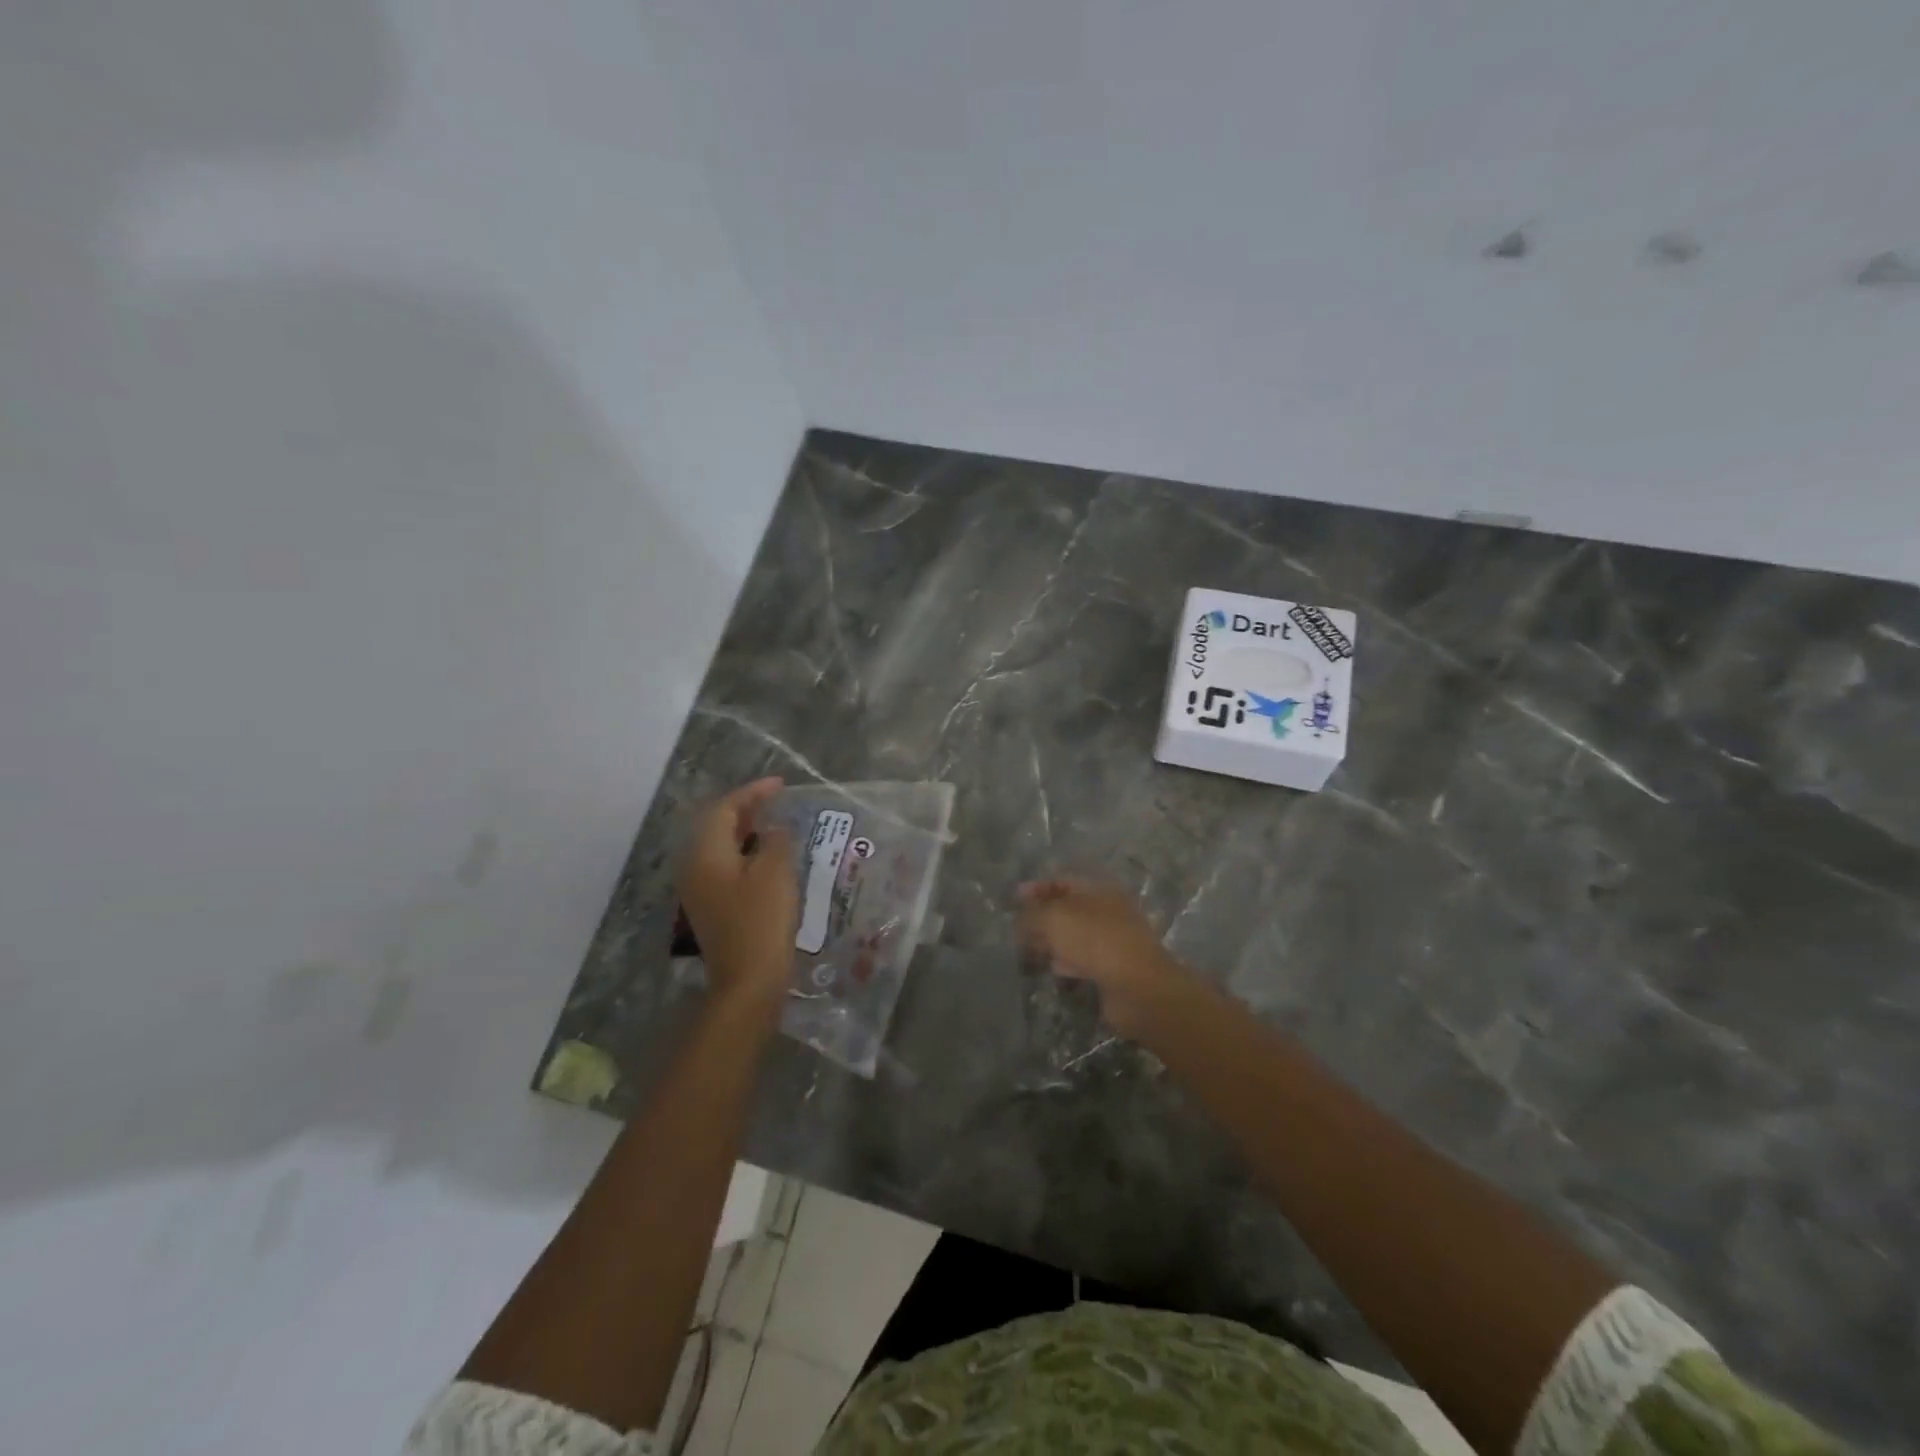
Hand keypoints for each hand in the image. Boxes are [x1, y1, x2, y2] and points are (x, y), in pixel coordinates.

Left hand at [679, 778, 796, 1007]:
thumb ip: (774, 840)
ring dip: (746, 833)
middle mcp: (695, 868)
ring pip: (720, 848)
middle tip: (777, 802)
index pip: (724, 809)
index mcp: (706, 854)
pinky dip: (746, 855)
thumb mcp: (775, 872)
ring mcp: (700, 891)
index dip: (752, 793)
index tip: (781, 785)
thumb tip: (773, 830)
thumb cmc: (762, 922)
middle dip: (746, 810)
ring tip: (776, 826)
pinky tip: (769, 861)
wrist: (748, 982)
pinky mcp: (712, 909)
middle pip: (717, 827)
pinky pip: (725, 868)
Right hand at [1017, 878, 1189, 1037]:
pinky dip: (1067, 961)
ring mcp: (1113, 940)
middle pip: (1069, 909)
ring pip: (1075, 935)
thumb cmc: (1096, 942)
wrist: (1138, 988)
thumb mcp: (1055, 919)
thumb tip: (1020, 918)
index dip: (1038, 888)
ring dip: (1052, 940)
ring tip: (1028, 949)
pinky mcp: (1114, 969)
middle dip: (1042, 917)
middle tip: (1017, 928)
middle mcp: (1108, 911)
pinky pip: (1084, 959)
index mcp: (1099, 890)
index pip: (1063, 881)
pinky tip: (1054, 968)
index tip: (1014, 898)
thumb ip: (1033, 914)